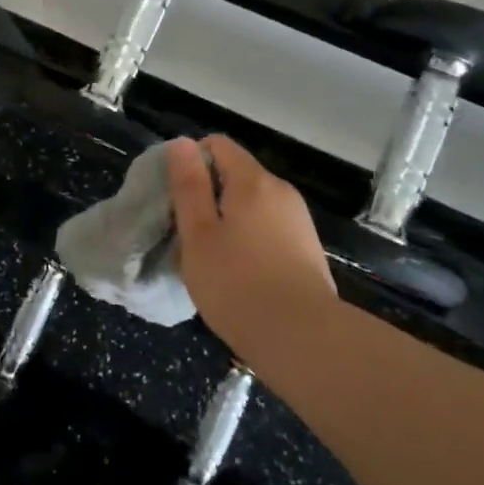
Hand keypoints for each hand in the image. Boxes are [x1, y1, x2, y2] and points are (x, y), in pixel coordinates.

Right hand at [167, 134, 335, 360]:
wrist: (305, 342)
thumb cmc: (238, 284)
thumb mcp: (198, 234)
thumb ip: (188, 186)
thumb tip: (182, 143)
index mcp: (253, 181)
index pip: (218, 145)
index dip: (191, 161)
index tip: (176, 196)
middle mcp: (281, 192)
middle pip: (236, 174)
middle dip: (208, 195)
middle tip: (188, 233)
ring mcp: (298, 221)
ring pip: (252, 205)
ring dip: (228, 220)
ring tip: (212, 258)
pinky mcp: (307, 250)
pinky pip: (268, 229)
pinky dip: (249, 240)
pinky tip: (240, 275)